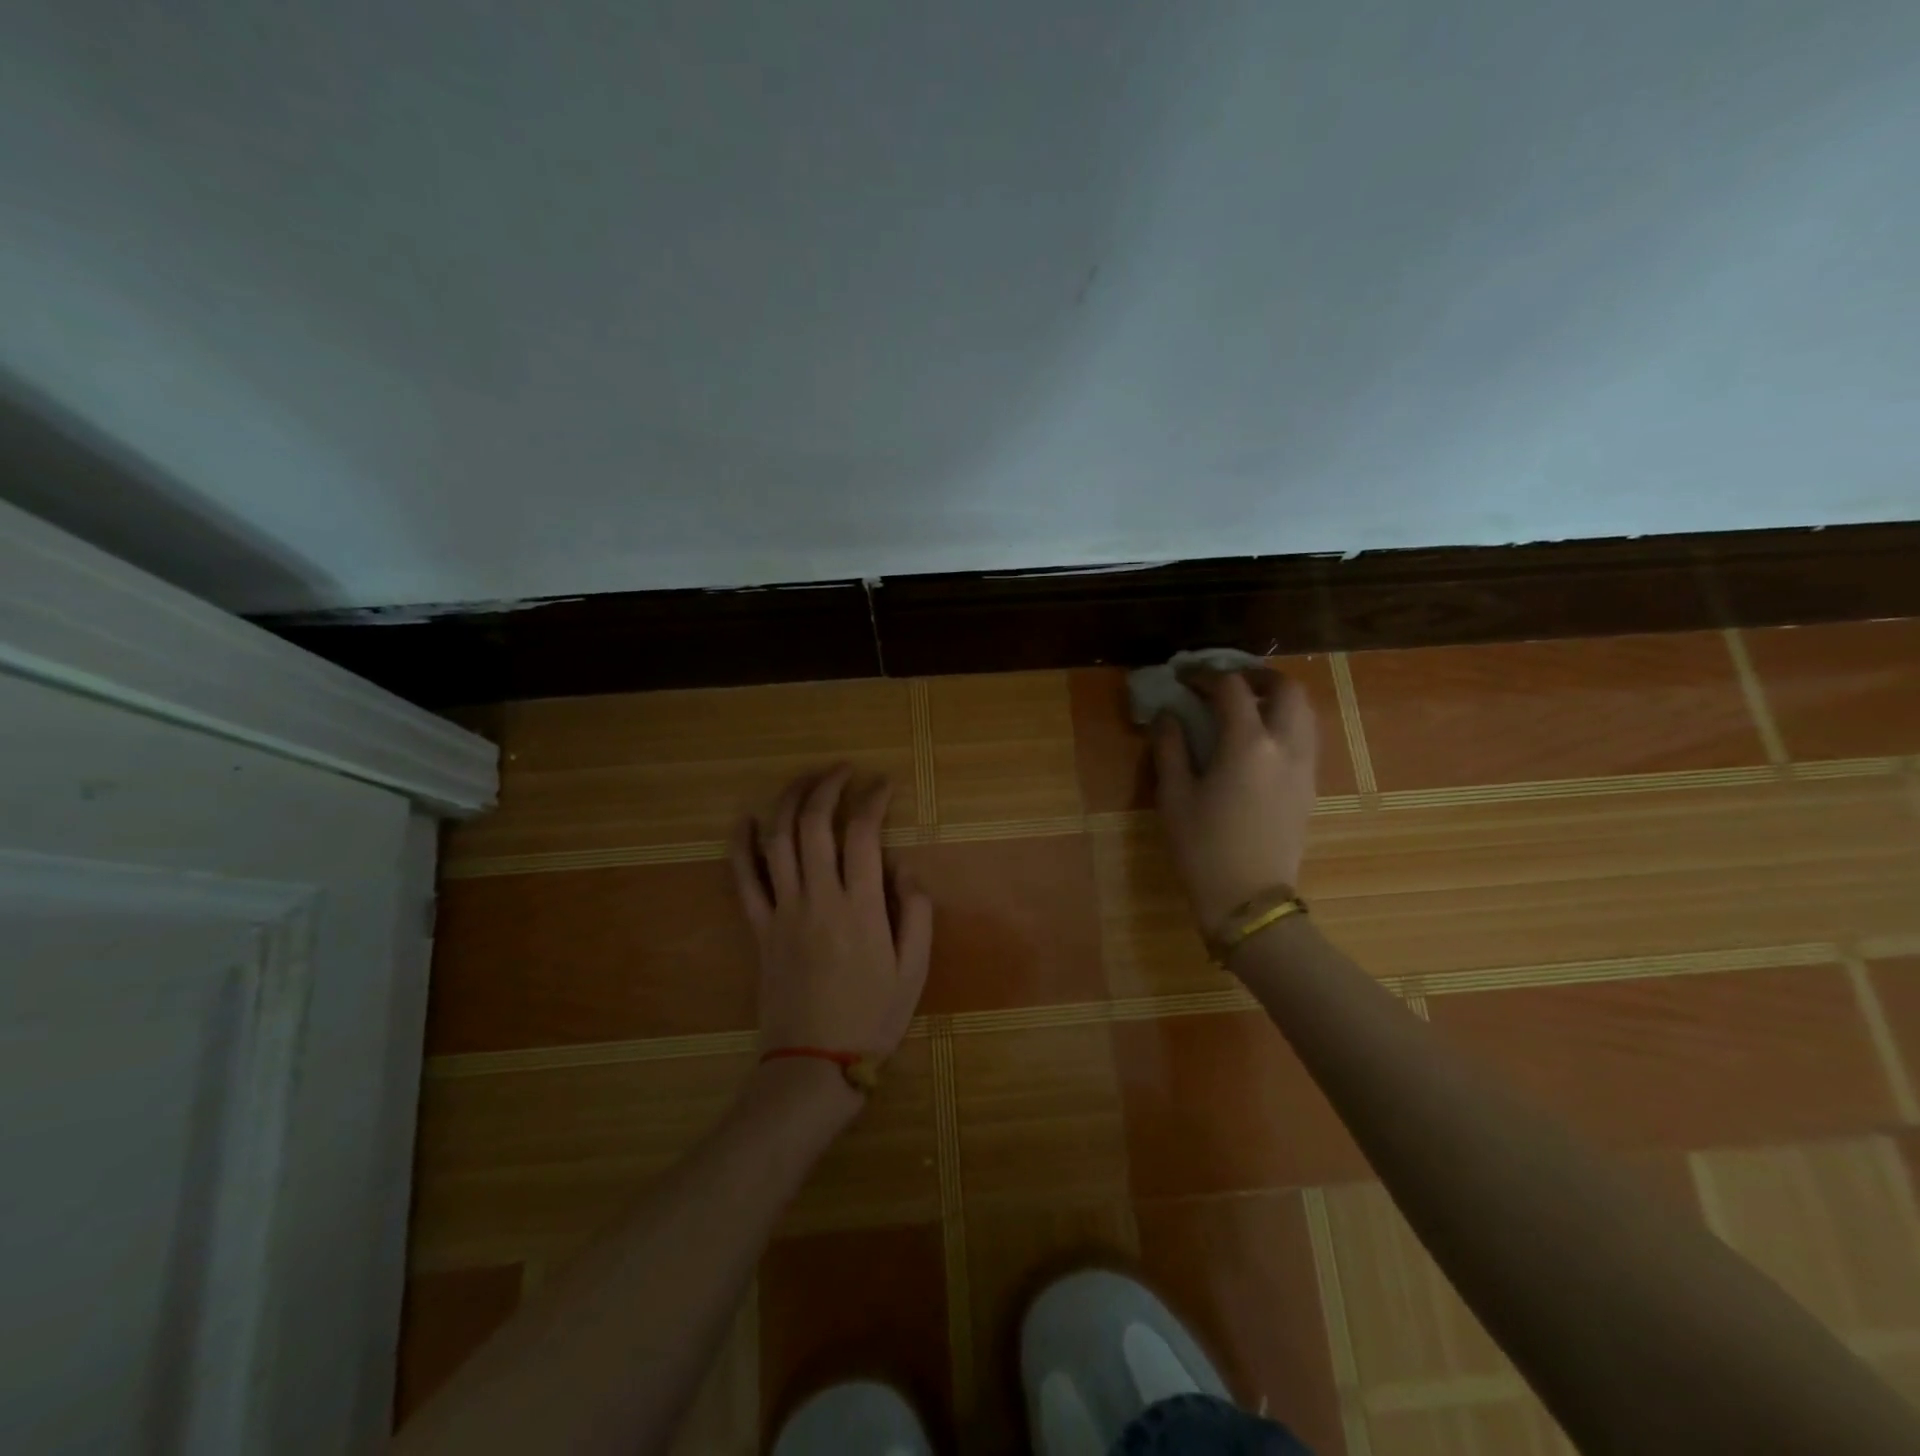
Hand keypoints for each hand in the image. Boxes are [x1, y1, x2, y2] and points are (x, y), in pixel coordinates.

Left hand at [729, 766, 933, 1070]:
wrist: (814, 1064)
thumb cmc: (871, 1018)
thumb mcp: (914, 970)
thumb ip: (916, 912)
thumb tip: (905, 867)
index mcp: (861, 907)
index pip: (863, 834)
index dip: (872, 799)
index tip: (882, 783)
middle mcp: (819, 898)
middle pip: (814, 824)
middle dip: (827, 786)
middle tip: (842, 770)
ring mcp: (783, 911)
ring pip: (778, 841)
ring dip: (788, 801)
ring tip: (804, 780)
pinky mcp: (759, 929)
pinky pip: (743, 880)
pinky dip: (741, 845)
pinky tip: (746, 820)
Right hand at [1152, 670, 1317, 932]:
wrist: (1248, 899)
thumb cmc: (1202, 848)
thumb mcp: (1173, 796)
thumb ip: (1170, 747)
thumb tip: (1167, 715)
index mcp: (1247, 744)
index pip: (1231, 688)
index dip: (1205, 675)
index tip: (1184, 678)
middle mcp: (1285, 745)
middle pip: (1285, 688)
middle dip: (1255, 676)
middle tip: (1225, 682)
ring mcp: (1304, 766)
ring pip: (1304, 710)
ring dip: (1276, 697)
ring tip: (1245, 706)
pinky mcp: (1310, 785)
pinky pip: (1306, 736)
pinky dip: (1286, 721)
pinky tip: (1258, 739)